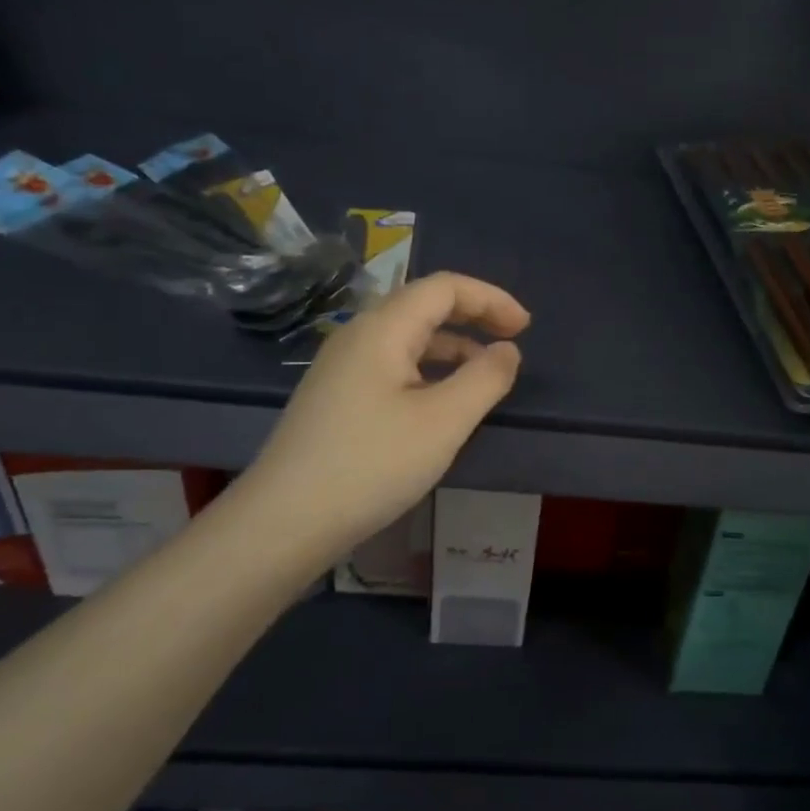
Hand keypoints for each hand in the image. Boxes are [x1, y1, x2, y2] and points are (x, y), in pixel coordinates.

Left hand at [230, 272, 529, 566]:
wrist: (284, 522)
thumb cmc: (371, 464)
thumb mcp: (444, 422)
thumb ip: (485, 379)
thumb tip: (507, 350)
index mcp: (382, 329)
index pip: (444, 288)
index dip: (490, 298)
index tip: (525, 328)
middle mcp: (358, 336)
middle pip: (423, 305)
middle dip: (473, 316)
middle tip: (513, 340)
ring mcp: (341, 367)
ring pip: (407, 338)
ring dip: (452, 346)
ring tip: (485, 375)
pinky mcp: (335, 397)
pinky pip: (392, 365)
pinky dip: (428, 370)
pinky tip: (441, 402)